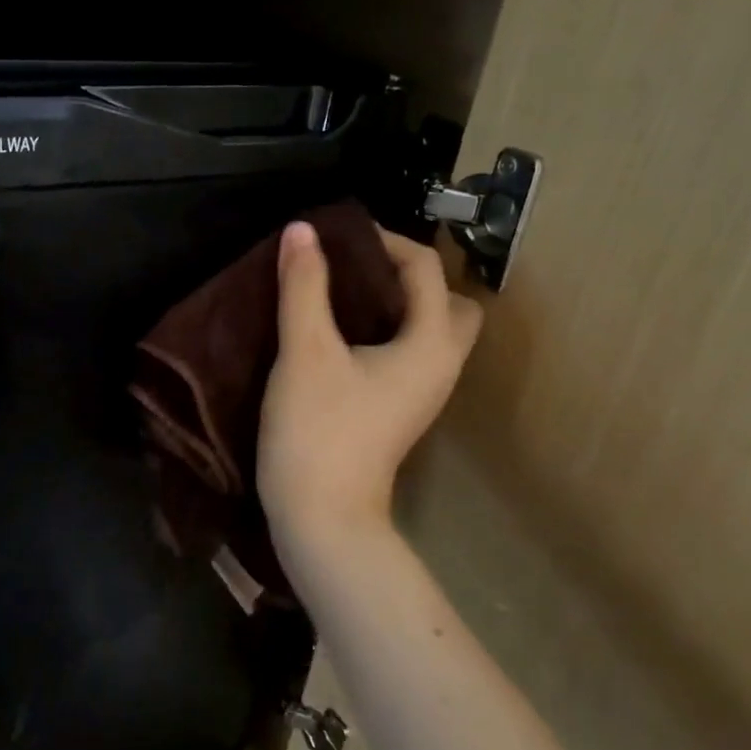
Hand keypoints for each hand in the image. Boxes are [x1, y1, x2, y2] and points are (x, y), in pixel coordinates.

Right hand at [258, 221, 481, 556]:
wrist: (322, 518)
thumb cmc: (318, 430)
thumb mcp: (305, 351)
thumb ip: (304, 287)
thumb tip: (301, 231)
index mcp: (430, 345)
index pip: (426, 269)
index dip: (384, 241)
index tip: (335, 238)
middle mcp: (440, 366)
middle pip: (449, 302)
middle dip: (411, 276)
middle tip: (357, 269)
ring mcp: (423, 393)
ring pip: (430, 331)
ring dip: (398, 304)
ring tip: (345, 294)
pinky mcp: (400, 411)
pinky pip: (408, 354)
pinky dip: (387, 332)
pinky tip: (342, 335)